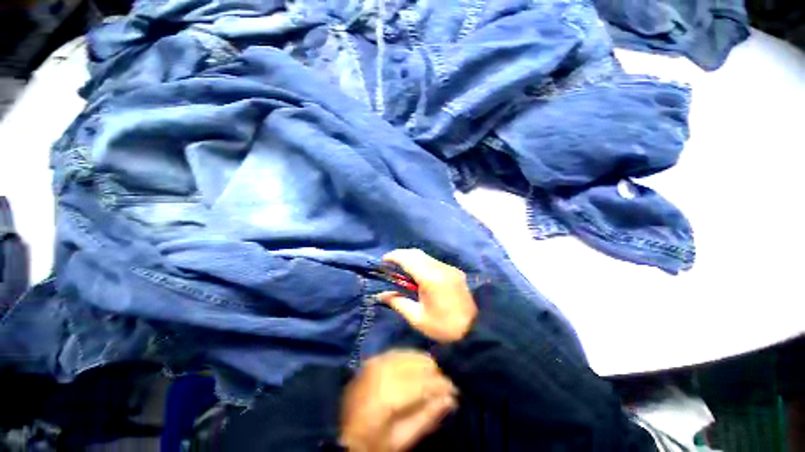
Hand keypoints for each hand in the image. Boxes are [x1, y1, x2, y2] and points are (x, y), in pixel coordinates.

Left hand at [340, 350, 456, 451]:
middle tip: (446, 386)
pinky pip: (401, 352)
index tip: (456, 390)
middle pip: (420, 363)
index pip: (425, 381)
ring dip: (427, 365)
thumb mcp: (400, 440)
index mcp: (389, 394)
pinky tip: (418, 370)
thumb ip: (427, 418)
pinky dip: (414, 359)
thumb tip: (451, 399)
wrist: (337, 429)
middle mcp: (384, 369)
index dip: (443, 384)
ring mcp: (378, 360)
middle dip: (437, 373)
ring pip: (412, 354)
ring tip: (435, 379)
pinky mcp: (376, 357)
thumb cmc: (370, 442)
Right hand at [377, 249, 477, 342]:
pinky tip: (418, 274)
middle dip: (401, 255)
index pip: (408, 258)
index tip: (383, 261)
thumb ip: (398, 302)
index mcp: (431, 278)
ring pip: (425, 256)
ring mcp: (450, 268)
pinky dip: (422, 263)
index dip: (394, 256)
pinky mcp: (455, 271)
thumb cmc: (444, 328)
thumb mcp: (417, 318)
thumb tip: (381, 295)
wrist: (476, 331)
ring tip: (402, 269)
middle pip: (417, 253)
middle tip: (390, 265)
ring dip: (411, 258)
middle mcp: (441, 268)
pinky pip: (434, 261)